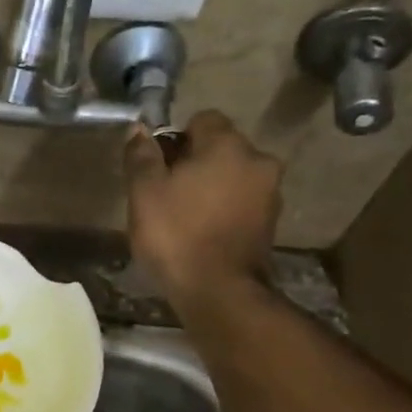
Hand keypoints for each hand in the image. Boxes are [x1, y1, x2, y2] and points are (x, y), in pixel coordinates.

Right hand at [124, 111, 282, 302]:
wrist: (219, 291)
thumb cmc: (176, 234)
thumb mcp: (144, 193)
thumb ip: (141, 156)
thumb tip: (139, 129)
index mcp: (227, 144)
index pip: (202, 120)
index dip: (176, 138)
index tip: (158, 166)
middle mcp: (257, 160)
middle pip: (221, 148)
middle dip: (195, 163)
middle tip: (166, 193)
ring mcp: (270, 193)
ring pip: (233, 176)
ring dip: (211, 187)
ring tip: (184, 216)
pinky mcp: (271, 223)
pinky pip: (242, 202)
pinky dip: (224, 209)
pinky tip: (203, 232)